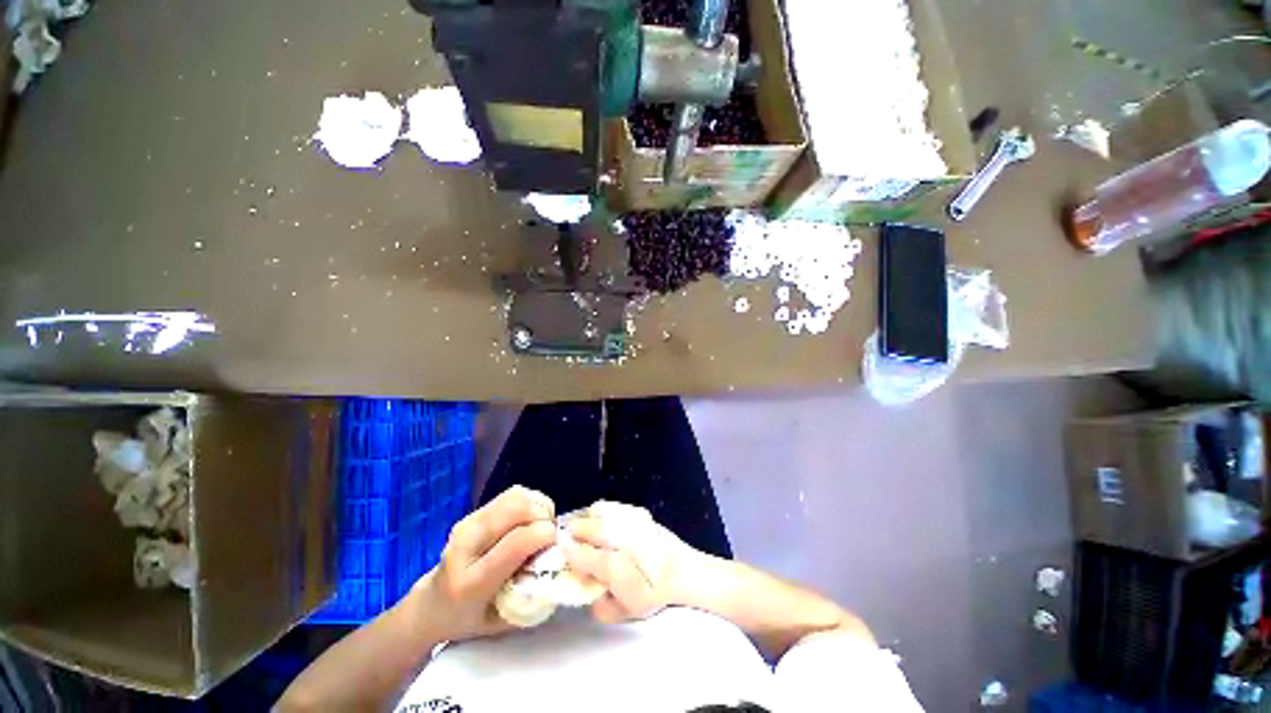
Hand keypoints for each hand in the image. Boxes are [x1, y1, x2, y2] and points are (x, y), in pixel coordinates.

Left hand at [411, 486, 556, 641]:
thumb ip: (534, 598)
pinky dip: (530, 501)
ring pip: (516, 496)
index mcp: (471, 582)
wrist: (431, 605)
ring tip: (542, 525)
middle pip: (516, 509)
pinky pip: (512, 494)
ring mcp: (467, 523)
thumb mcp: (504, 623)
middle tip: (551, 535)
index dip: (545, 536)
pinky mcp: (473, 512)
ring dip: (539, 506)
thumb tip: (565, 566)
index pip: (516, 543)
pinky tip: (531, 519)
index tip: (557, 544)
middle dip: (544, 516)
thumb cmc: (470, 620)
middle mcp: (466, 545)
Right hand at [562, 501, 697, 623]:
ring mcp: (632, 518)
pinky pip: (611, 507)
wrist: (684, 570)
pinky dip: (600, 514)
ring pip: (598, 511)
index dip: (568, 551)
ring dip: (586, 520)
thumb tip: (587, 591)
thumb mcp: (627, 611)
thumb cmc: (655, 592)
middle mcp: (623, 536)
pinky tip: (602, 524)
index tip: (560, 549)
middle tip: (568, 539)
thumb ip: (601, 607)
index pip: (584, 554)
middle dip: (573, 531)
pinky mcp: (638, 512)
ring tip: (584, 530)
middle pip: (588, 525)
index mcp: (618, 565)